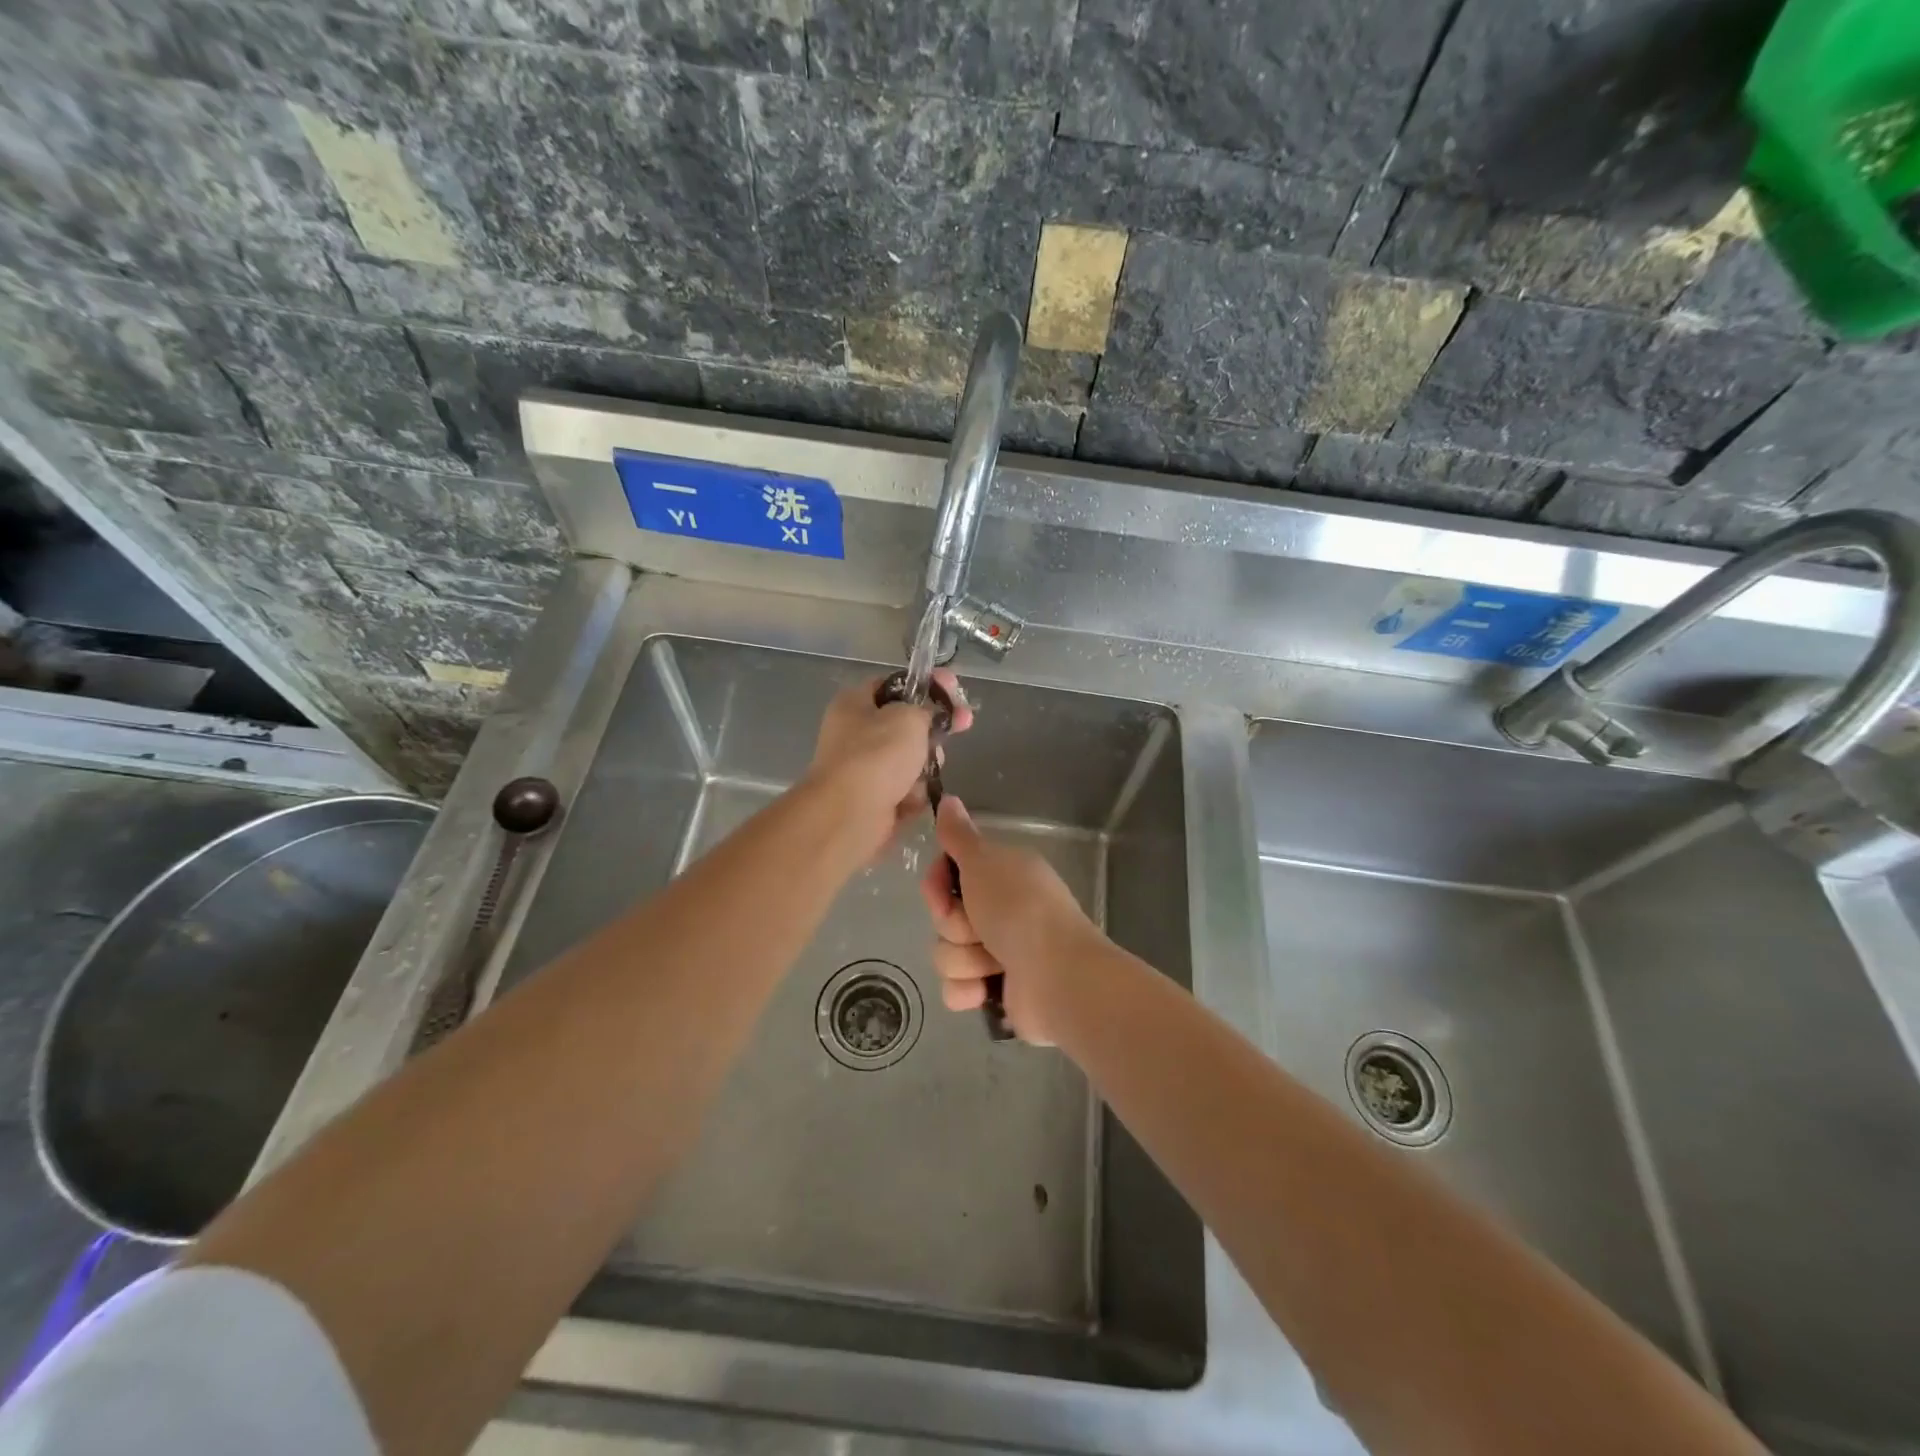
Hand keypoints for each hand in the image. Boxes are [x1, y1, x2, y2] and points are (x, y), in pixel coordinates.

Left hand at [805, 670, 972, 861]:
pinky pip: (905, 789)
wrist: (850, 814)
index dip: (927, 685)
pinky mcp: (872, 799)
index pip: (895, 684)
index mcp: (855, 703)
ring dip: (925, 766)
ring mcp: (863, 768)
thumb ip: (926, 708)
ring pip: (910, 759)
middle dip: (932, 730)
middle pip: (905, 725)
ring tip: (925, 773)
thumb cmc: (877, 754)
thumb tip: (928, 716)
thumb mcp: (909, 717)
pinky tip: (911, 798)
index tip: (954, 689)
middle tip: (961, 725)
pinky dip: (912, 793)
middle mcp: (854, 733)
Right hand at [918, 796, 1100, 1045]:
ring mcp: (998, 951)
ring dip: (963, 960)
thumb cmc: (1019, 910)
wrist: (1056, 976)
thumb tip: (947, 797)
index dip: (937, 884)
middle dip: (954, 926)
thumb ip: (959, 834)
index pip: (948, 873)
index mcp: (1002, 874)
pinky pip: (955, 988)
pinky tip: (986, 990)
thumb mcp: (984, 861)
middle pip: (944, 916)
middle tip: (979, 928)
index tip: (943, 891)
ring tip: (992, 963)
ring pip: (946, 953)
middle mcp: (1000, 909)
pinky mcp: (994, 990)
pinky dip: (968, 990)